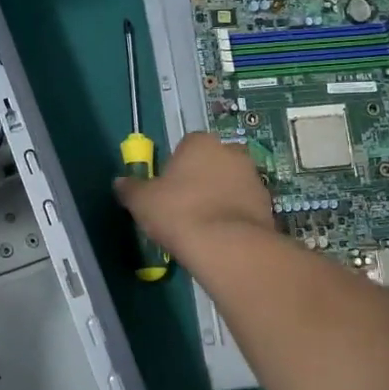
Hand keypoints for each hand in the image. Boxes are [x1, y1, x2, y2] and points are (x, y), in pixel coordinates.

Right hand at [113, 131, 274, 260]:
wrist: (228, 246)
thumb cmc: (179, 213)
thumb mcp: (142, 202)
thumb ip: (130, 188)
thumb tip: (120, 182)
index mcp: (200, 142)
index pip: (185, 146)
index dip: (175, 168)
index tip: (167, 190)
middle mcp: (231, 152)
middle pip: (212, 162)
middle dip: (202, 179)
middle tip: (185, 206)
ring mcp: (253, 177)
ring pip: (231, 183)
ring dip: (220, 197)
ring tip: (204, 226)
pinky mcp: (268, 204)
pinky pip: (244, 206)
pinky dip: (234, 216)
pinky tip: (221, 237)